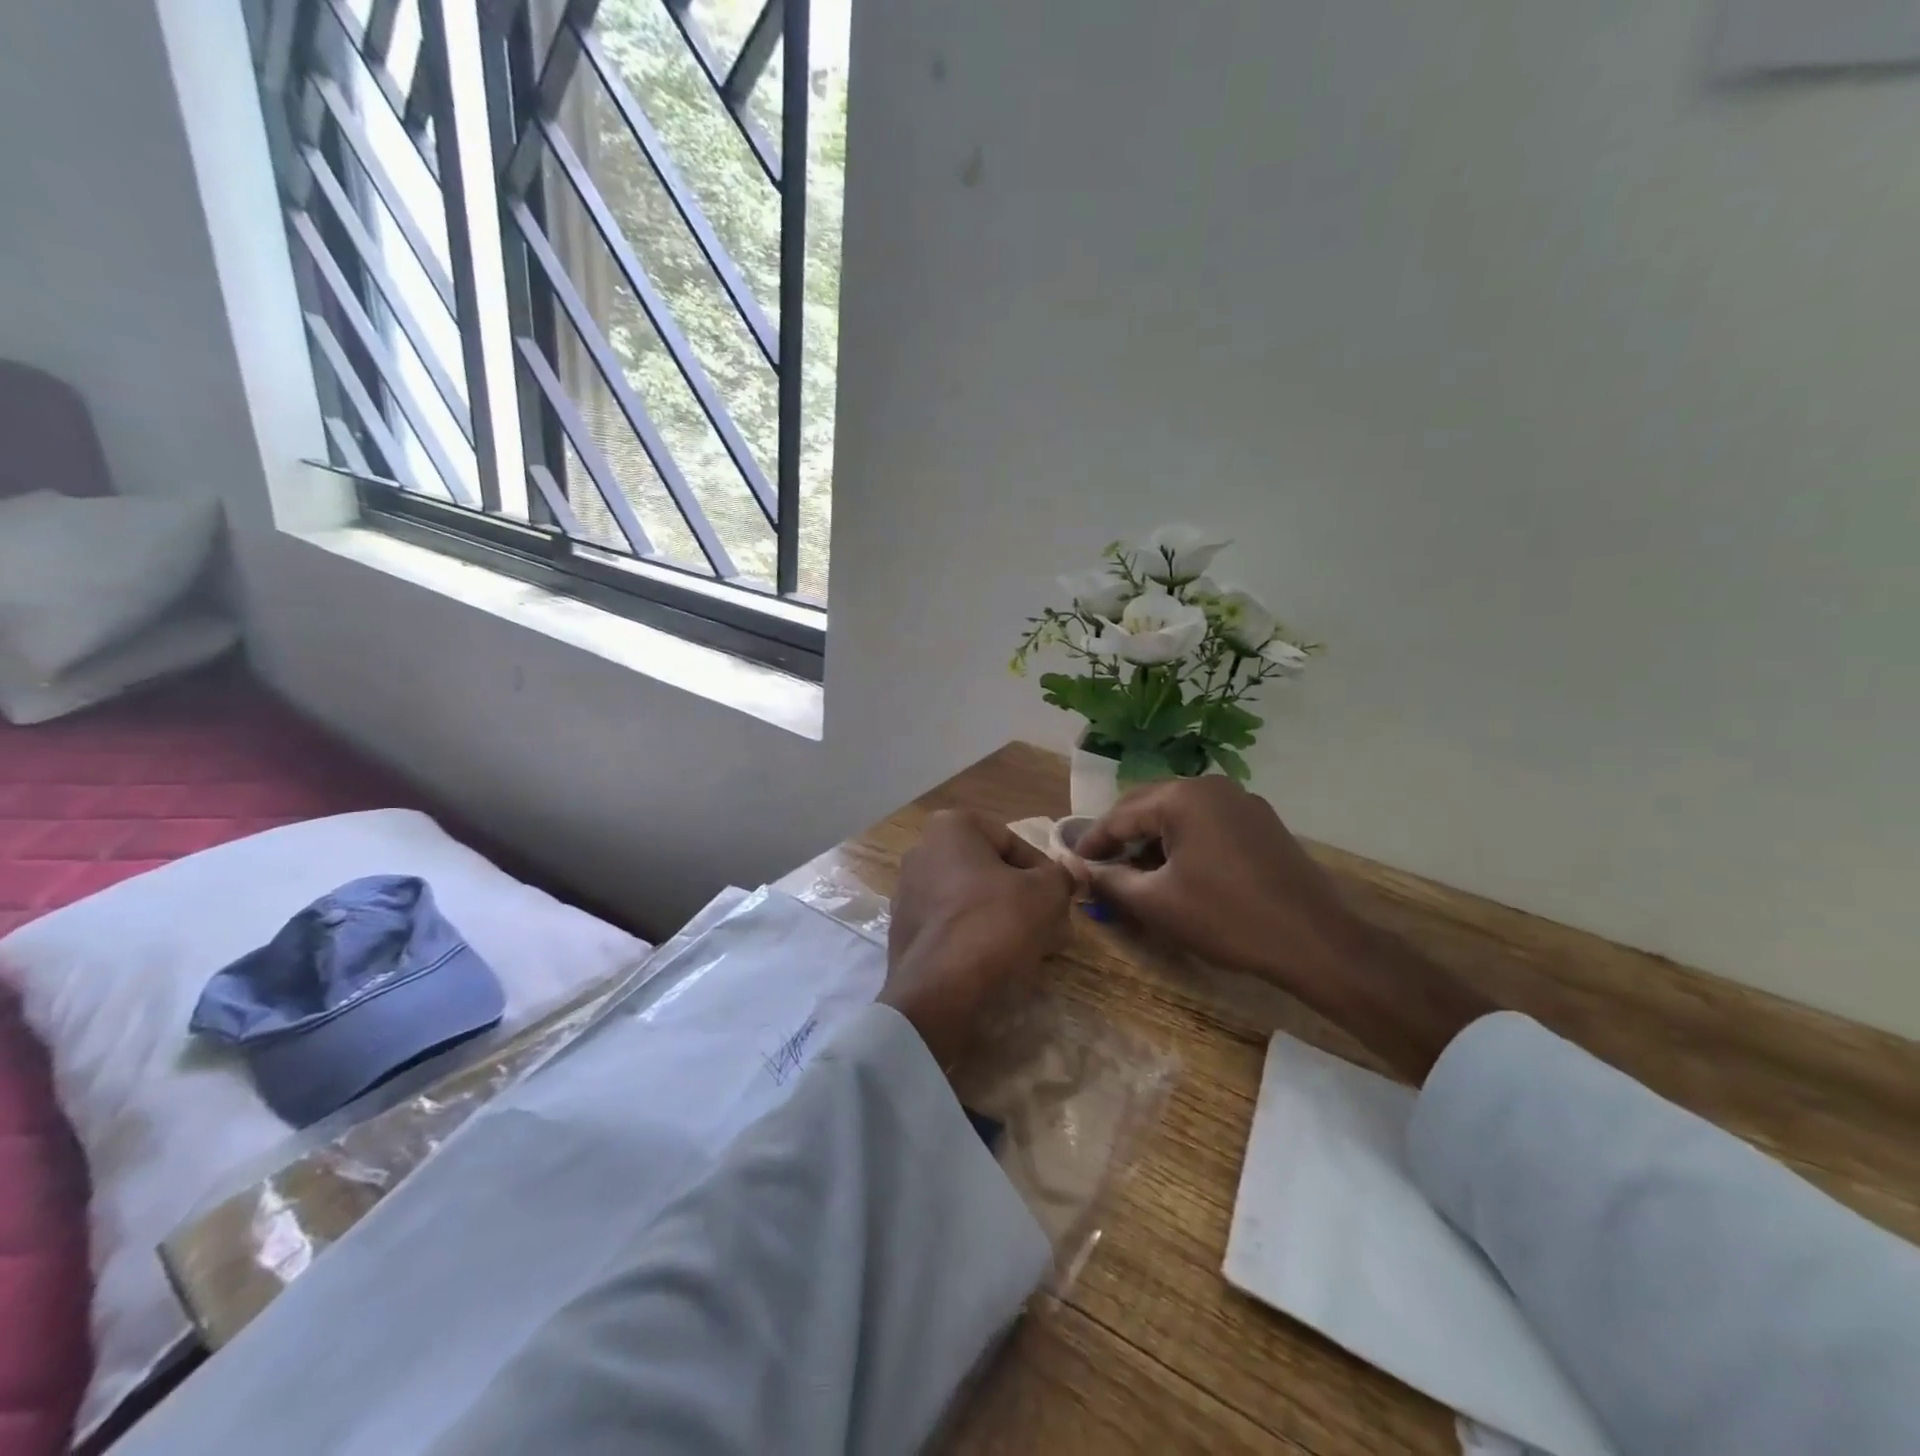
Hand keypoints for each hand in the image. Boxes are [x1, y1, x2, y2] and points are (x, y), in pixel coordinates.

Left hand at [883, 810, 1075, 1070]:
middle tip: (1055, 926)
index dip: (1045, 871)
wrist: (939, 990)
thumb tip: (1074, 871)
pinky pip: (953, 927)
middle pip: (991, 873)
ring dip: (1007, 919)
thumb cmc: (994, 923)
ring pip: (973, 901)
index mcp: (950, 829)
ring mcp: (908, 894)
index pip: (1013, 842)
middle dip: (1026, 898)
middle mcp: (922, 852)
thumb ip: (1062, 876)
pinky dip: (979, 938)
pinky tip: (1004, 963)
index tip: (1062, 897)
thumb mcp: (1046, 894)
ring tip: (1038, 949)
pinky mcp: (904, 933)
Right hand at [1074, 778, 1493, 1082]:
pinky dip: (1182, 842)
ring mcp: (1241, 801)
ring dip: (1151, 840)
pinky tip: (1176, 871)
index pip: (1120, 814)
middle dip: (1121, 837)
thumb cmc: (1226, 918)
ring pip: (1178, 815)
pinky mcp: (1260, 821)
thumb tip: (1075, 868)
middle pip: (1148, 806)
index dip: (1091, 841)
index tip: (1070, 862)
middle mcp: (1211, 786)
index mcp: (1182, 796)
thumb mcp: (1156, 903)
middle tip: (1099, 867)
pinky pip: (1206, 823)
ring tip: (1134, 873)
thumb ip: (1108, 880)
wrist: (1315, 941)